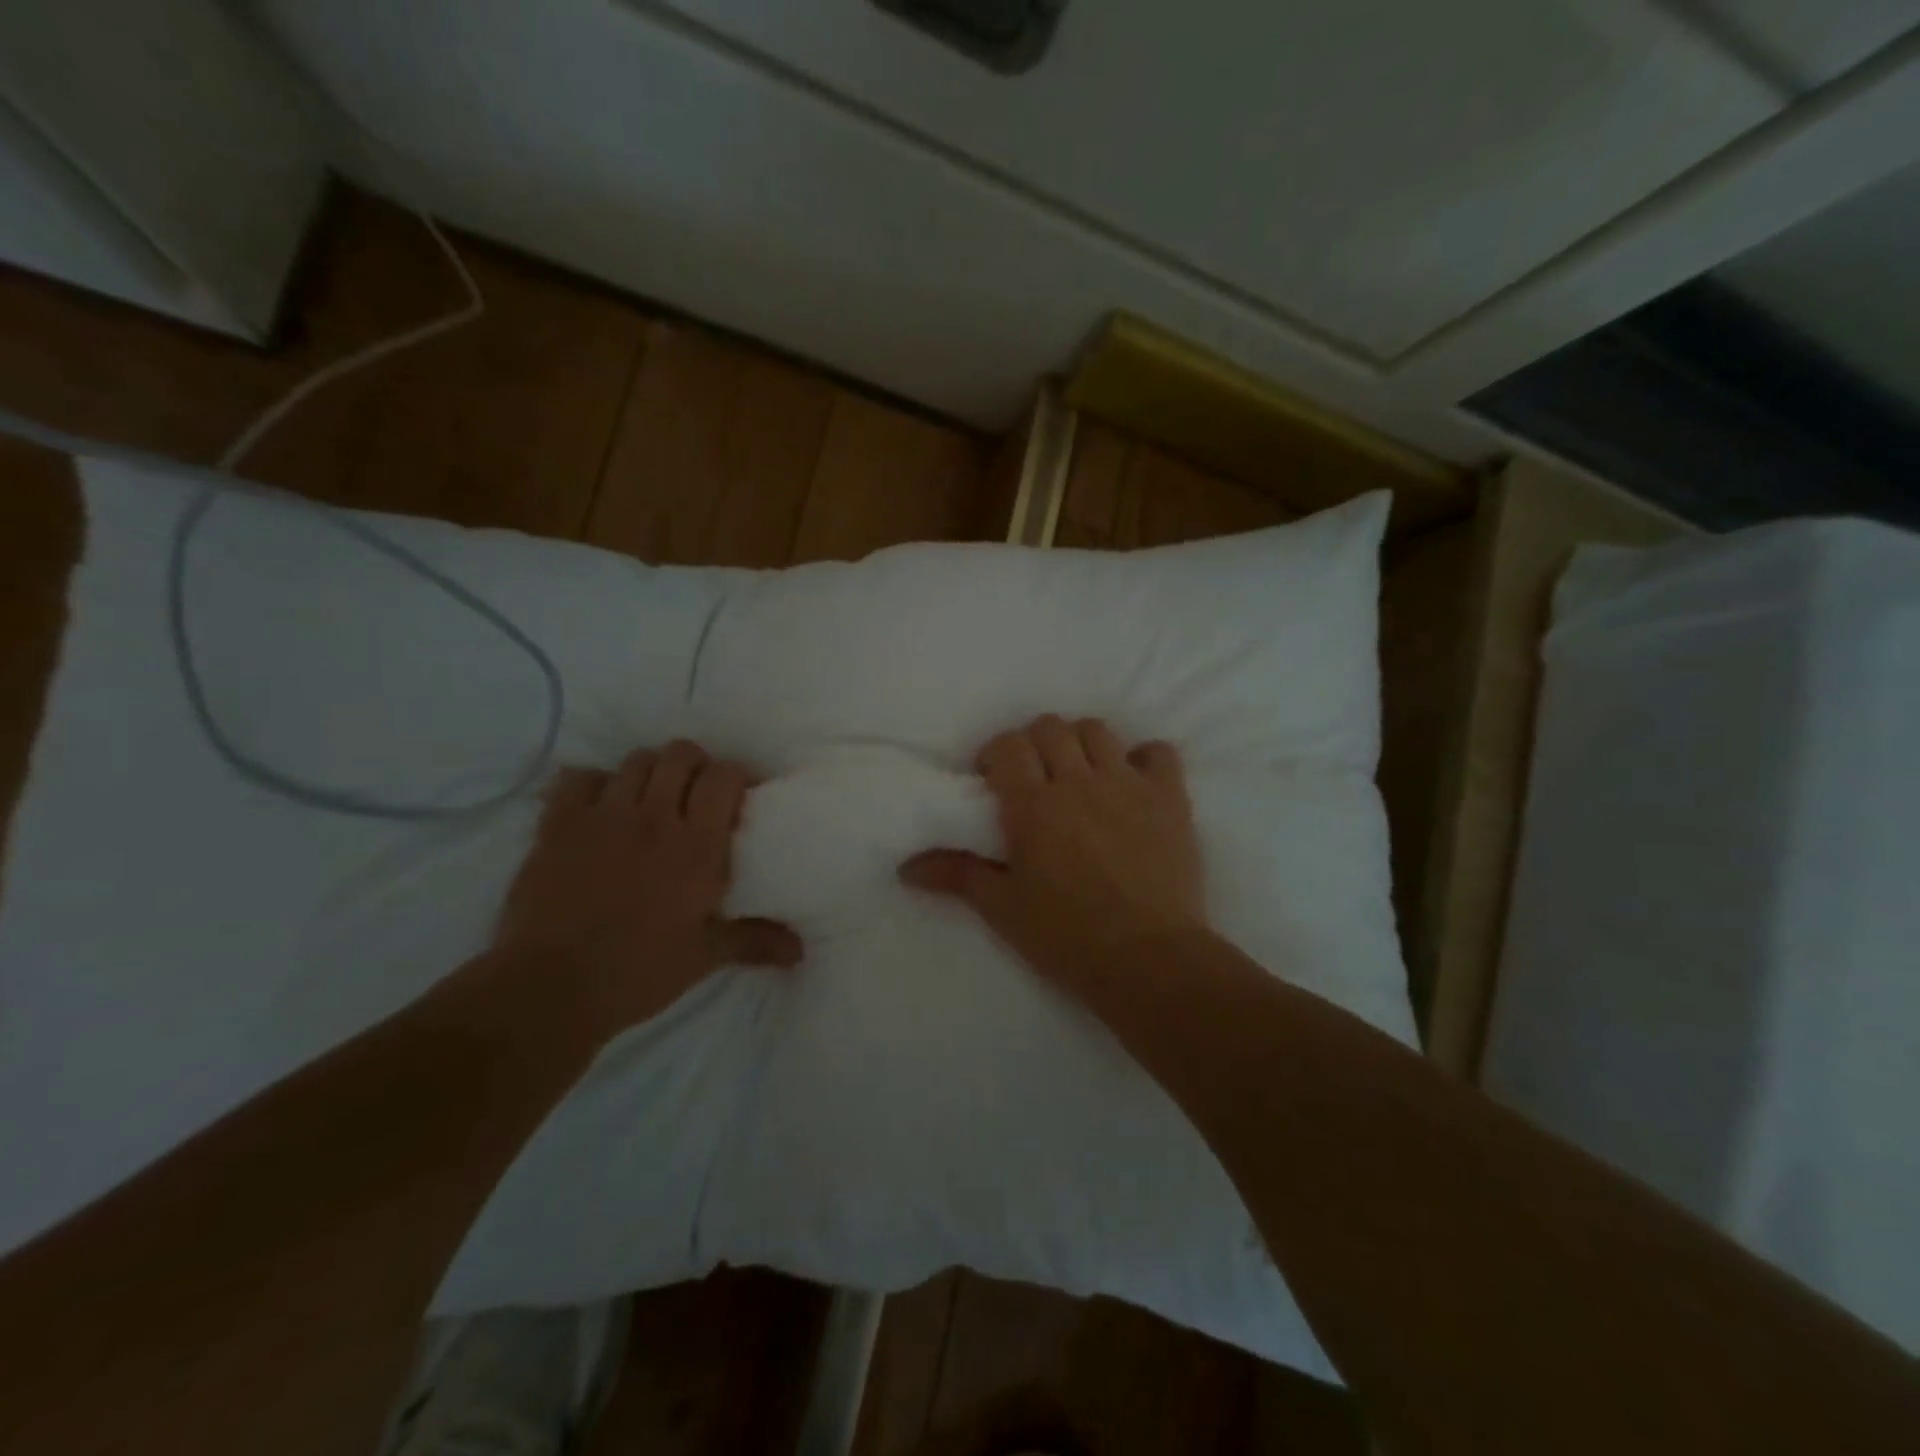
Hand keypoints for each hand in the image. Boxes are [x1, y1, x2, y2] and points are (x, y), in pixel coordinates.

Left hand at [492, 740, 801, 1039]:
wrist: (551, 988)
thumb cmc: (639, 972)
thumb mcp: (704, 957)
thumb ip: (755, 941)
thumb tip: (800, 951)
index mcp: (697, 846)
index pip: (723, 776)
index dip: (736, 774)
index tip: (741, 793)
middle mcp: (654, 817)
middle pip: (680, 754)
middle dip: (695, 764)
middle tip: (697, 792)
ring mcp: (603, 816)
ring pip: (635, 761)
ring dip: (651, 771)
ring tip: (652, 797)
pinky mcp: (558, 825)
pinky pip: (579, 778)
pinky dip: (595, 783)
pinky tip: (600, 806)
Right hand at [900, 715, 1204, 994]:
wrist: (1148, 960)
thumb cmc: (1066, 936)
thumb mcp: (1003, 908)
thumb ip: (956, 875)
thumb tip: (906, 867)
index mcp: (1034, 805)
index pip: (1008, 745)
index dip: (995, 753)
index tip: (992, 779)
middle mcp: (1080, 782)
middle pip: (1051, 727)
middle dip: (1034, 743)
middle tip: (1032, 777)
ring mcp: (1129, 785)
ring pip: (1098, 730)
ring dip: (1081, 743)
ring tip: (1079, 775)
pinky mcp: (1170, 798)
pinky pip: (1159, 751)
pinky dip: (1143, 758)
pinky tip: (1133, 783)